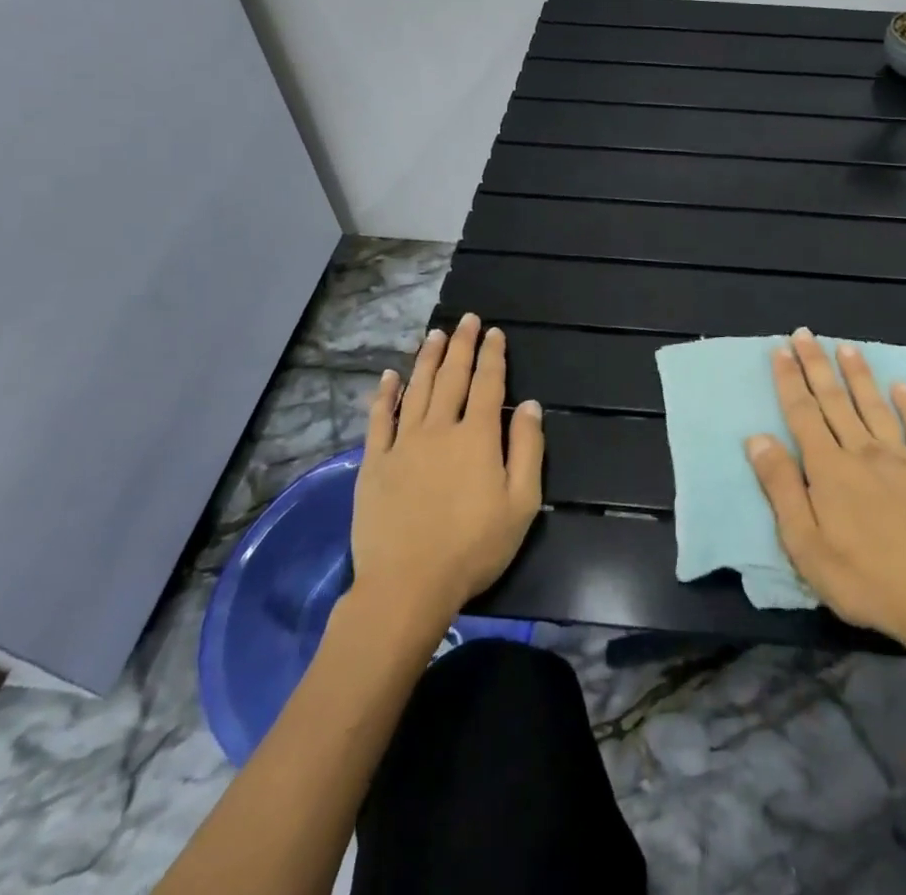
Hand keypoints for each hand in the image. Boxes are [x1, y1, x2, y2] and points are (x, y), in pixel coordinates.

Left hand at [346, 314, 544, 629]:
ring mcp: (403, 443)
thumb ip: (527, 449)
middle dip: (461, 345)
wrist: (407, 585)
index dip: (492, 355)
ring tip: (434, 335)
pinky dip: (384, 395)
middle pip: (451, 377)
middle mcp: (439, 428)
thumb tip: (529, 405)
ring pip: (416, 389)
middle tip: (466, 320)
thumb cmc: (473, 547)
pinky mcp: (375, 463)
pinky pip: (379, 419)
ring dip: (427, 359)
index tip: (494, 332)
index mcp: (477, 437)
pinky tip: (389, 377)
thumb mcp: (521, 503)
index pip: (487, 384)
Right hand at [747, 328, 905, 651]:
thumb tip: (758, 439)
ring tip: (846, 347)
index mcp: (829, 469)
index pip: (803, 414)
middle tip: (804, 334)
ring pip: (875, 406)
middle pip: (835, 401)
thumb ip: (782, 488)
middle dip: (816, 365)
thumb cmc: (864, 579)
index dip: (790, 381)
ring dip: (858, 374)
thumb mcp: (806, 545)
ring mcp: (903, 459)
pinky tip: (902, 386)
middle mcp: (863, 452)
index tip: (780, 351)